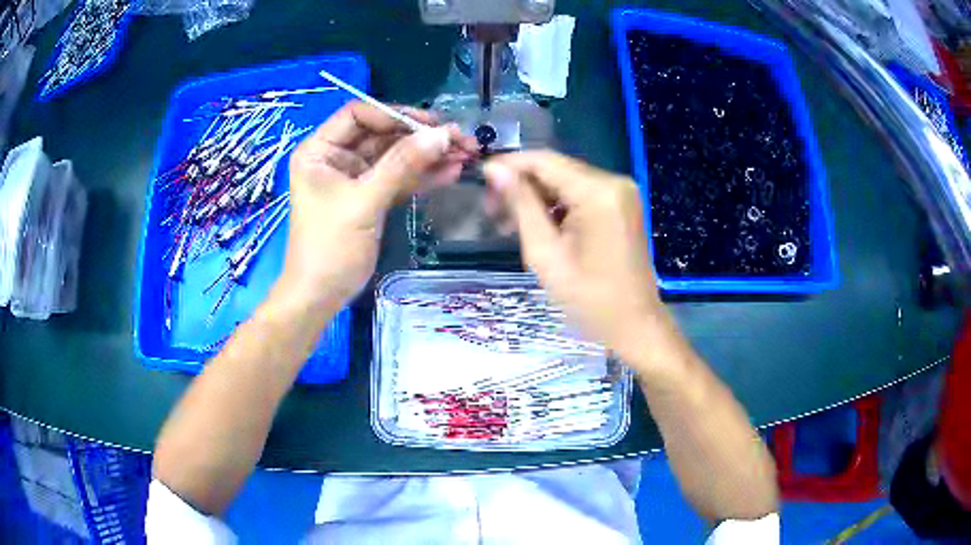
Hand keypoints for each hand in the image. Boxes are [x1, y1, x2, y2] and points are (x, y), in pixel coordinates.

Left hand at [280, 101, 477, 305]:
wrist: (322, 296)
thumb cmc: (330, 247)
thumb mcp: (363, 201)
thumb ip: (402, 165)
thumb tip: (442, 134)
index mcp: (320, 150)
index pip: (359, 115)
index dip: (394, 114)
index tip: (430, 124)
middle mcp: (337, 157)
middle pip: (383, 134)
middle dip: (421, 137)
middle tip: (460, 140)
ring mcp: (355, 177)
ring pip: (396, 156)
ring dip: (428, 155)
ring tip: (466, 155)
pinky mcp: (371, 196)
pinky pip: (399, 178)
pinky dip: (423, 176)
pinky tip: (451, 172)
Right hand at [483, 151, 684, 372]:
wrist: (634, 324)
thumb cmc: (589, 298)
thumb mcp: (545, 253)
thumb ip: (520, 205)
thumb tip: (495, 170)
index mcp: (598, 192)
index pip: (544, 161)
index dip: (509, 165)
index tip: (481, 178)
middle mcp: (614, 182)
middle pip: (556, 169)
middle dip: (522, 185)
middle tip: (492, 211)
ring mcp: (622, 192)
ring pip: (567, 181)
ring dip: (538, 197)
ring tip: (510, 223)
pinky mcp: (622, 205)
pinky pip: (582, 194)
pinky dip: (558, 206)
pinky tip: (539, 226)